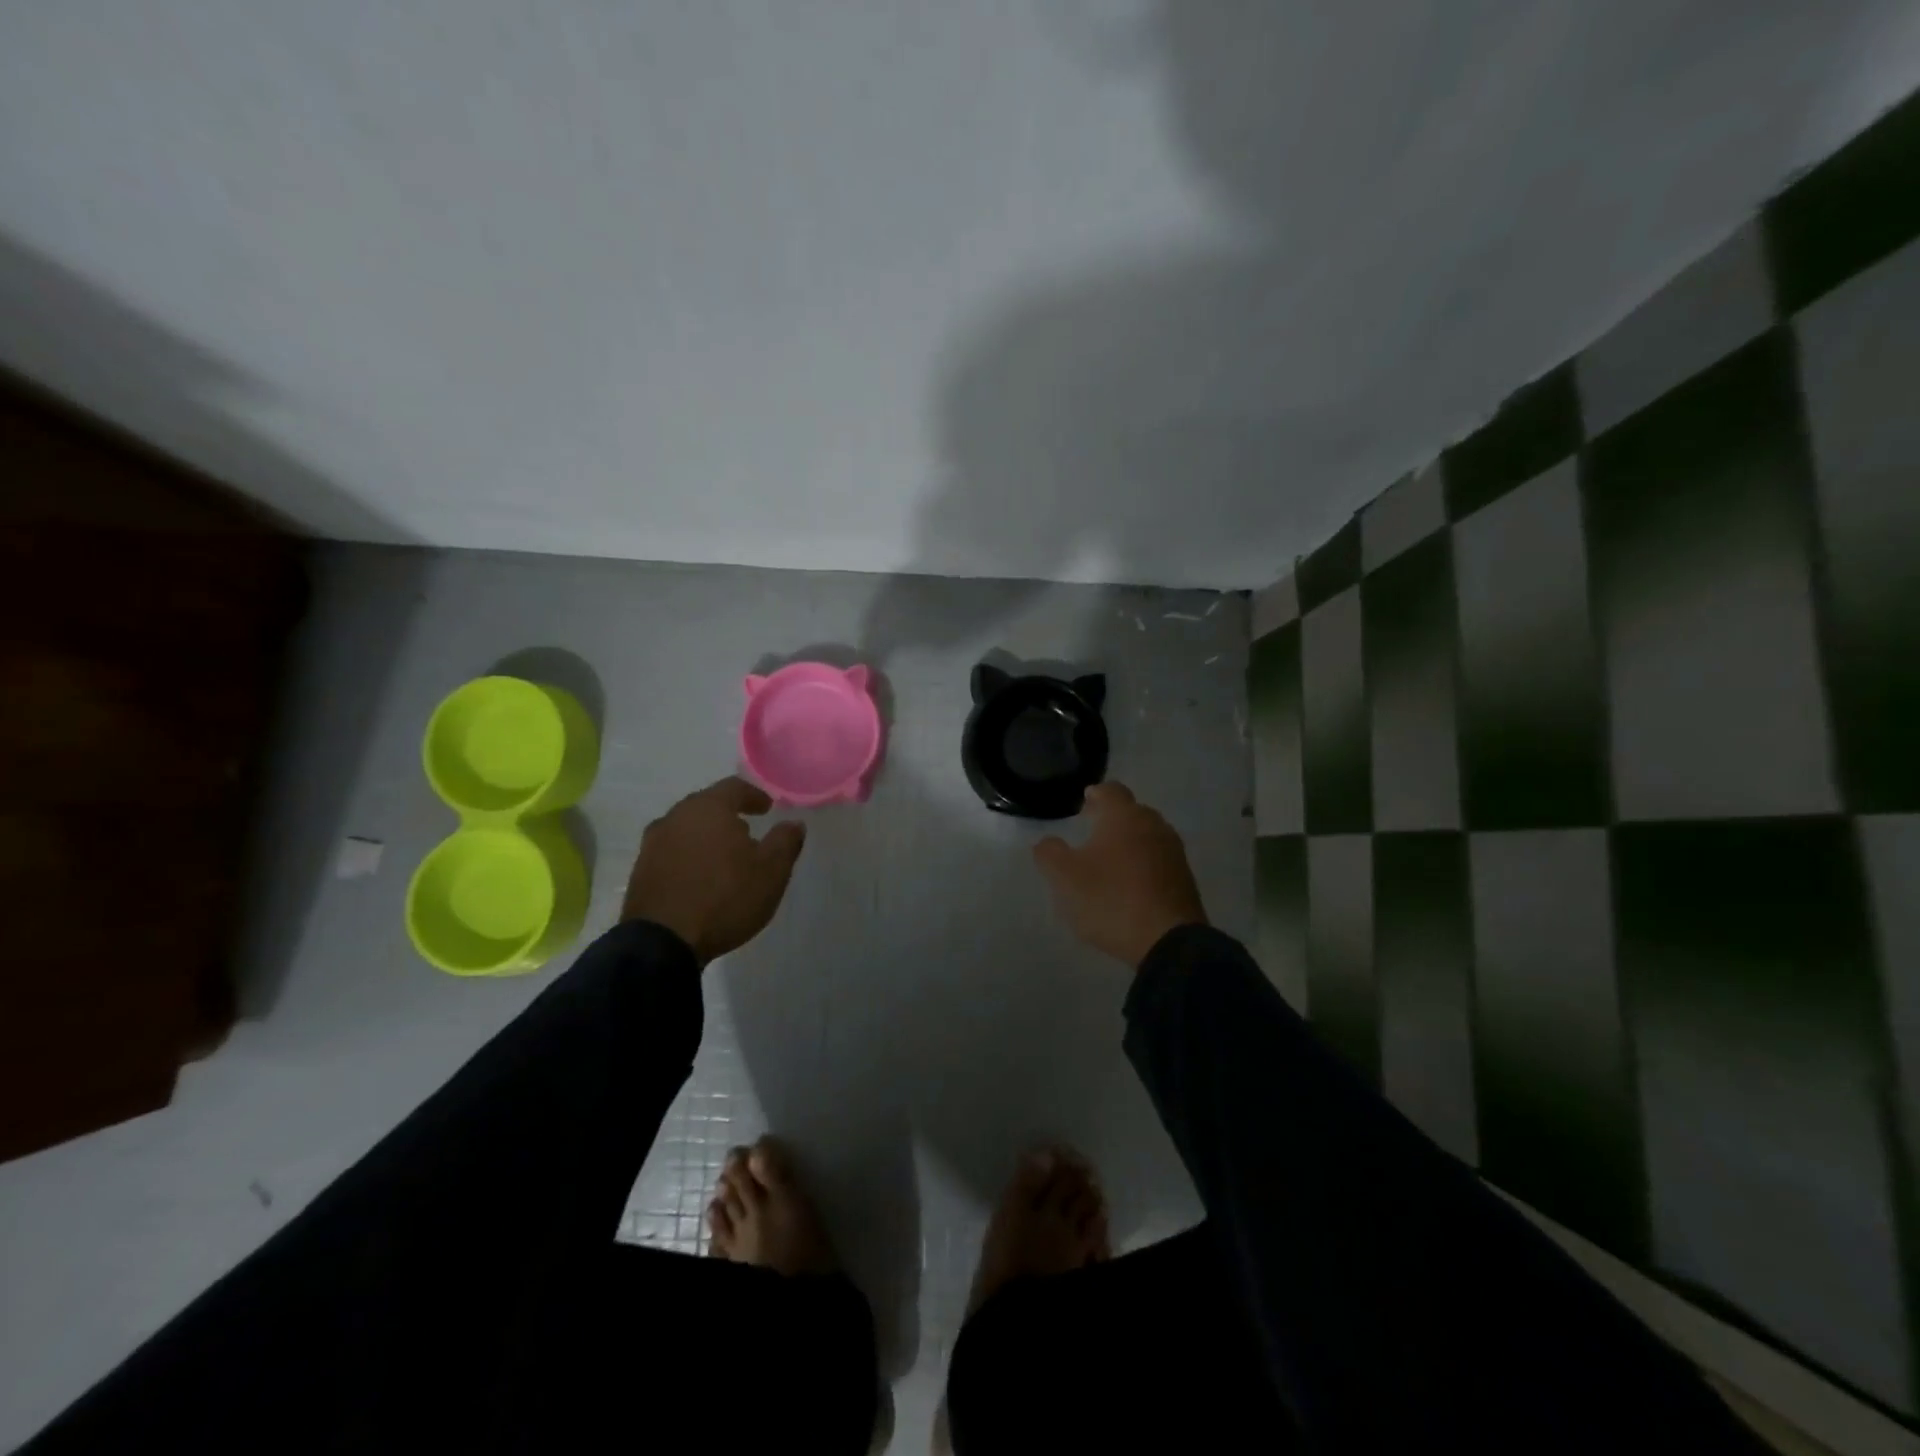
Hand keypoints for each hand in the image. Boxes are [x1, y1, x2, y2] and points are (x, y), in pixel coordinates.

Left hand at [622, 777, 806, 966]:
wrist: (663, 942)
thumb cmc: (725, 897)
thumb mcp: (771, 871)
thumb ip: (785, 841)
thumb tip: (793, 823)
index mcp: (708, 808)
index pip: (734, 787)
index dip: (754, 795)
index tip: (767, 808)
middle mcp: (676, 817)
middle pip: (706, 805)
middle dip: (728, 815)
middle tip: (746, 831)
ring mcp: (653, 844)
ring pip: (686, 829)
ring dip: (706, 837)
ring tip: (723, 857)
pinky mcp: (640, 871)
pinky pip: (672, 852)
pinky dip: (689, 856)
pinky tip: (700, 877)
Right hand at [1033, 782, 1207, 967]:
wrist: (1168, 941)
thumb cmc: (1110, 899)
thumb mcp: (1065, 877)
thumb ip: (1049, 853)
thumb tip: (1047, 842)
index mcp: (1124, 816)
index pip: (1110, 790)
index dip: (1095, 795)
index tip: (1084, 804)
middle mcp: (1153, 825)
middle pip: (1132, 811)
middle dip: (1112, 818)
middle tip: (1092, 830)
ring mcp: (1173, 852)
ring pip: (1148, 835)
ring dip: (1129, 842)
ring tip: (1110, 859)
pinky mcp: (1185, 879)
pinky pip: (1159, 861)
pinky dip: (1143, 864)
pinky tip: (1131, 883)